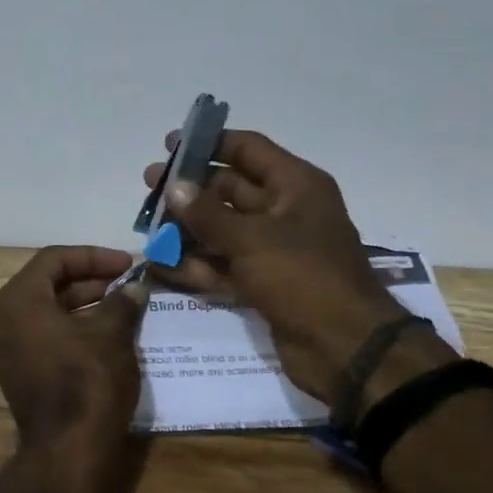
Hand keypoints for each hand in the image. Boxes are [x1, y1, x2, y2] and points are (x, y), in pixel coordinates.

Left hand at [0, 247, 147, 447]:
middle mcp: (4, 321)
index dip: (93, 257)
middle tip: (126, 283)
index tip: (126, 264)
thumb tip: (134, 288)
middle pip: (48, 285)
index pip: (54, 260)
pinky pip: (47, 338)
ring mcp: (8, 352)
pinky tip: (108, 335)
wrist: (68, 451)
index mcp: (18, 301)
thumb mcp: (112, 334)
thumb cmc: (87, 380)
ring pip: (49, 313)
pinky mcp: (20, 376)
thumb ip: (122, 303)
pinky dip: (74, 329)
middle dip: (90, 280)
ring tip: (123, 306)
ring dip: (85, 305)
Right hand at [142, 130, 453, 409]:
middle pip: (229, 189)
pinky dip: (196, 265)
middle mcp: (285, 211)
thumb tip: (173, 186)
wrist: (346, 350)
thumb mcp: (252, 239)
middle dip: (189, 189)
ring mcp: (273, 249)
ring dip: (186, 229)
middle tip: (149, 188)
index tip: (170, 144)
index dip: (209, 143)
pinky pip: (223, 265)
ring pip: (222, 229)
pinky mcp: (263, 282)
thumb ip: (206, 213)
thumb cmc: (304, 277)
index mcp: (296, 186)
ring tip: (146, 228)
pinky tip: (161, 265)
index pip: (248, 150)